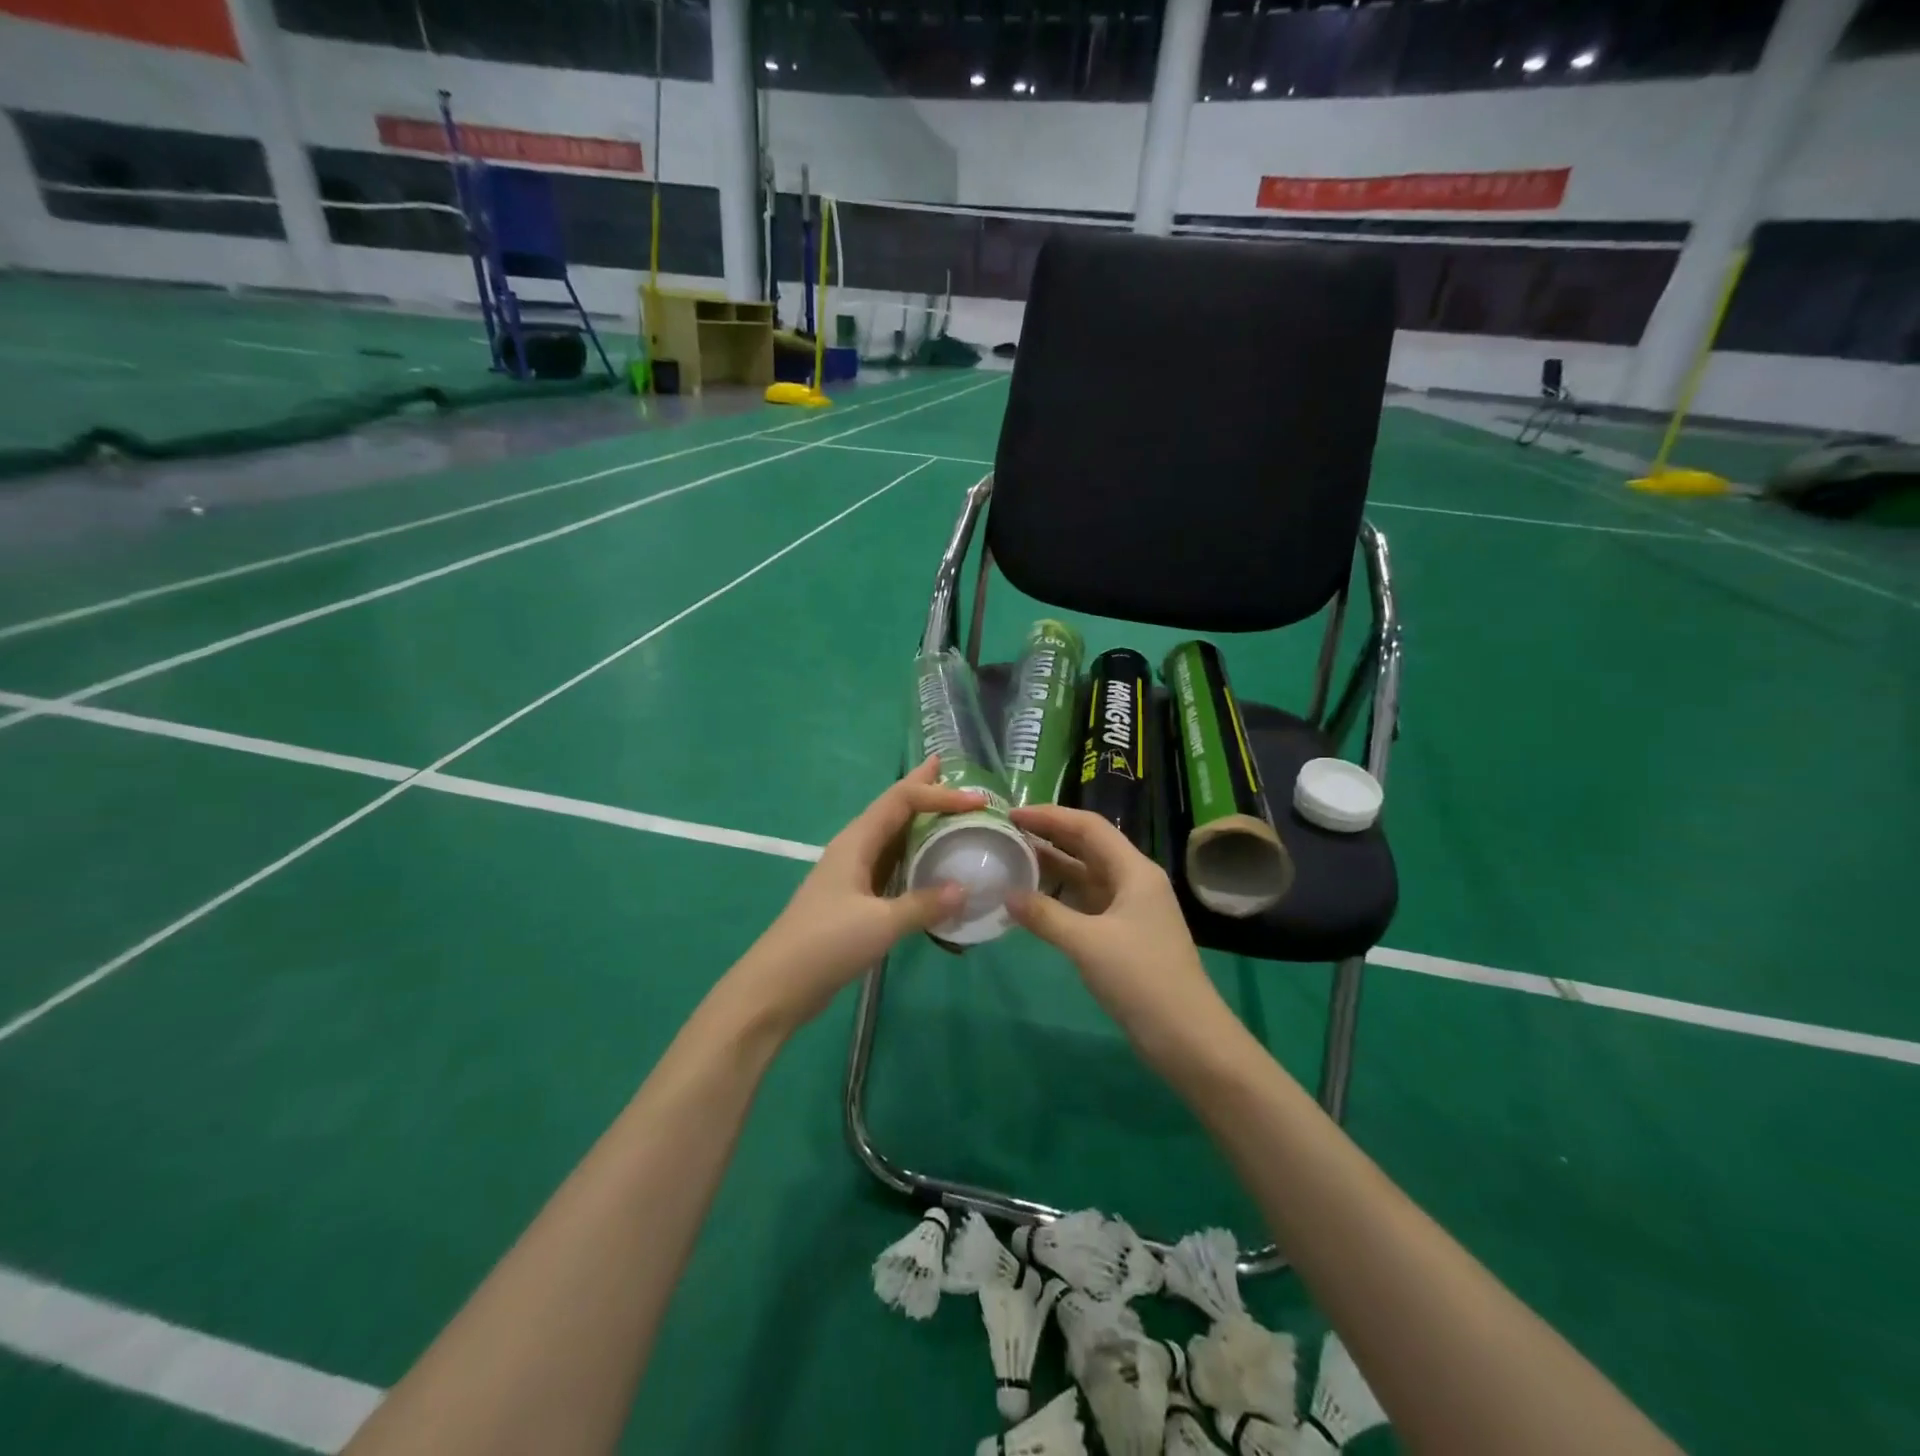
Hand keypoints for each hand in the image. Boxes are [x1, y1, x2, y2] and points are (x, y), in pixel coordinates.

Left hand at [729, 757, 976, 1029]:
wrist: (778, 986)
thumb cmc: (825, 944)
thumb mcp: (880, 923)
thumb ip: (924, 904)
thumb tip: (966, 889)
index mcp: (856, 842)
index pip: (902, 800)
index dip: (939, 794)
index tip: (977, 800)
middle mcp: (854, 849)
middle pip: (894, 809)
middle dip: (922, 789)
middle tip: (951, 772)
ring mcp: (853, 875)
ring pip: (893, 839)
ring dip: (920, 824)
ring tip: (948, 813)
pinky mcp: (855, 901)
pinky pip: (892, 869)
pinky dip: (915, 861)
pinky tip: (931, 867)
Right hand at [1008, 804, 1237, 1071]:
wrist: (1187, 1037)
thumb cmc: (1141, 979)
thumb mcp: (1087, 943)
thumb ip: (1045, 915)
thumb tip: (1007, 895)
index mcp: (1134, 871)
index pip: (1089, 827)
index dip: (1050, 816)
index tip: (1012, 814)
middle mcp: (1134, 882)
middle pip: (1087, 847)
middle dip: (1049, 837)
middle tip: (1007, 834)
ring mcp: (1130, 910)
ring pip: (1085, 876)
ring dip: (1052, 868)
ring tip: (1012, 861)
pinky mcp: (1123, 936)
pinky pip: (1086, 904)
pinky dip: (1059, 899)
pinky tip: (1032, 903)